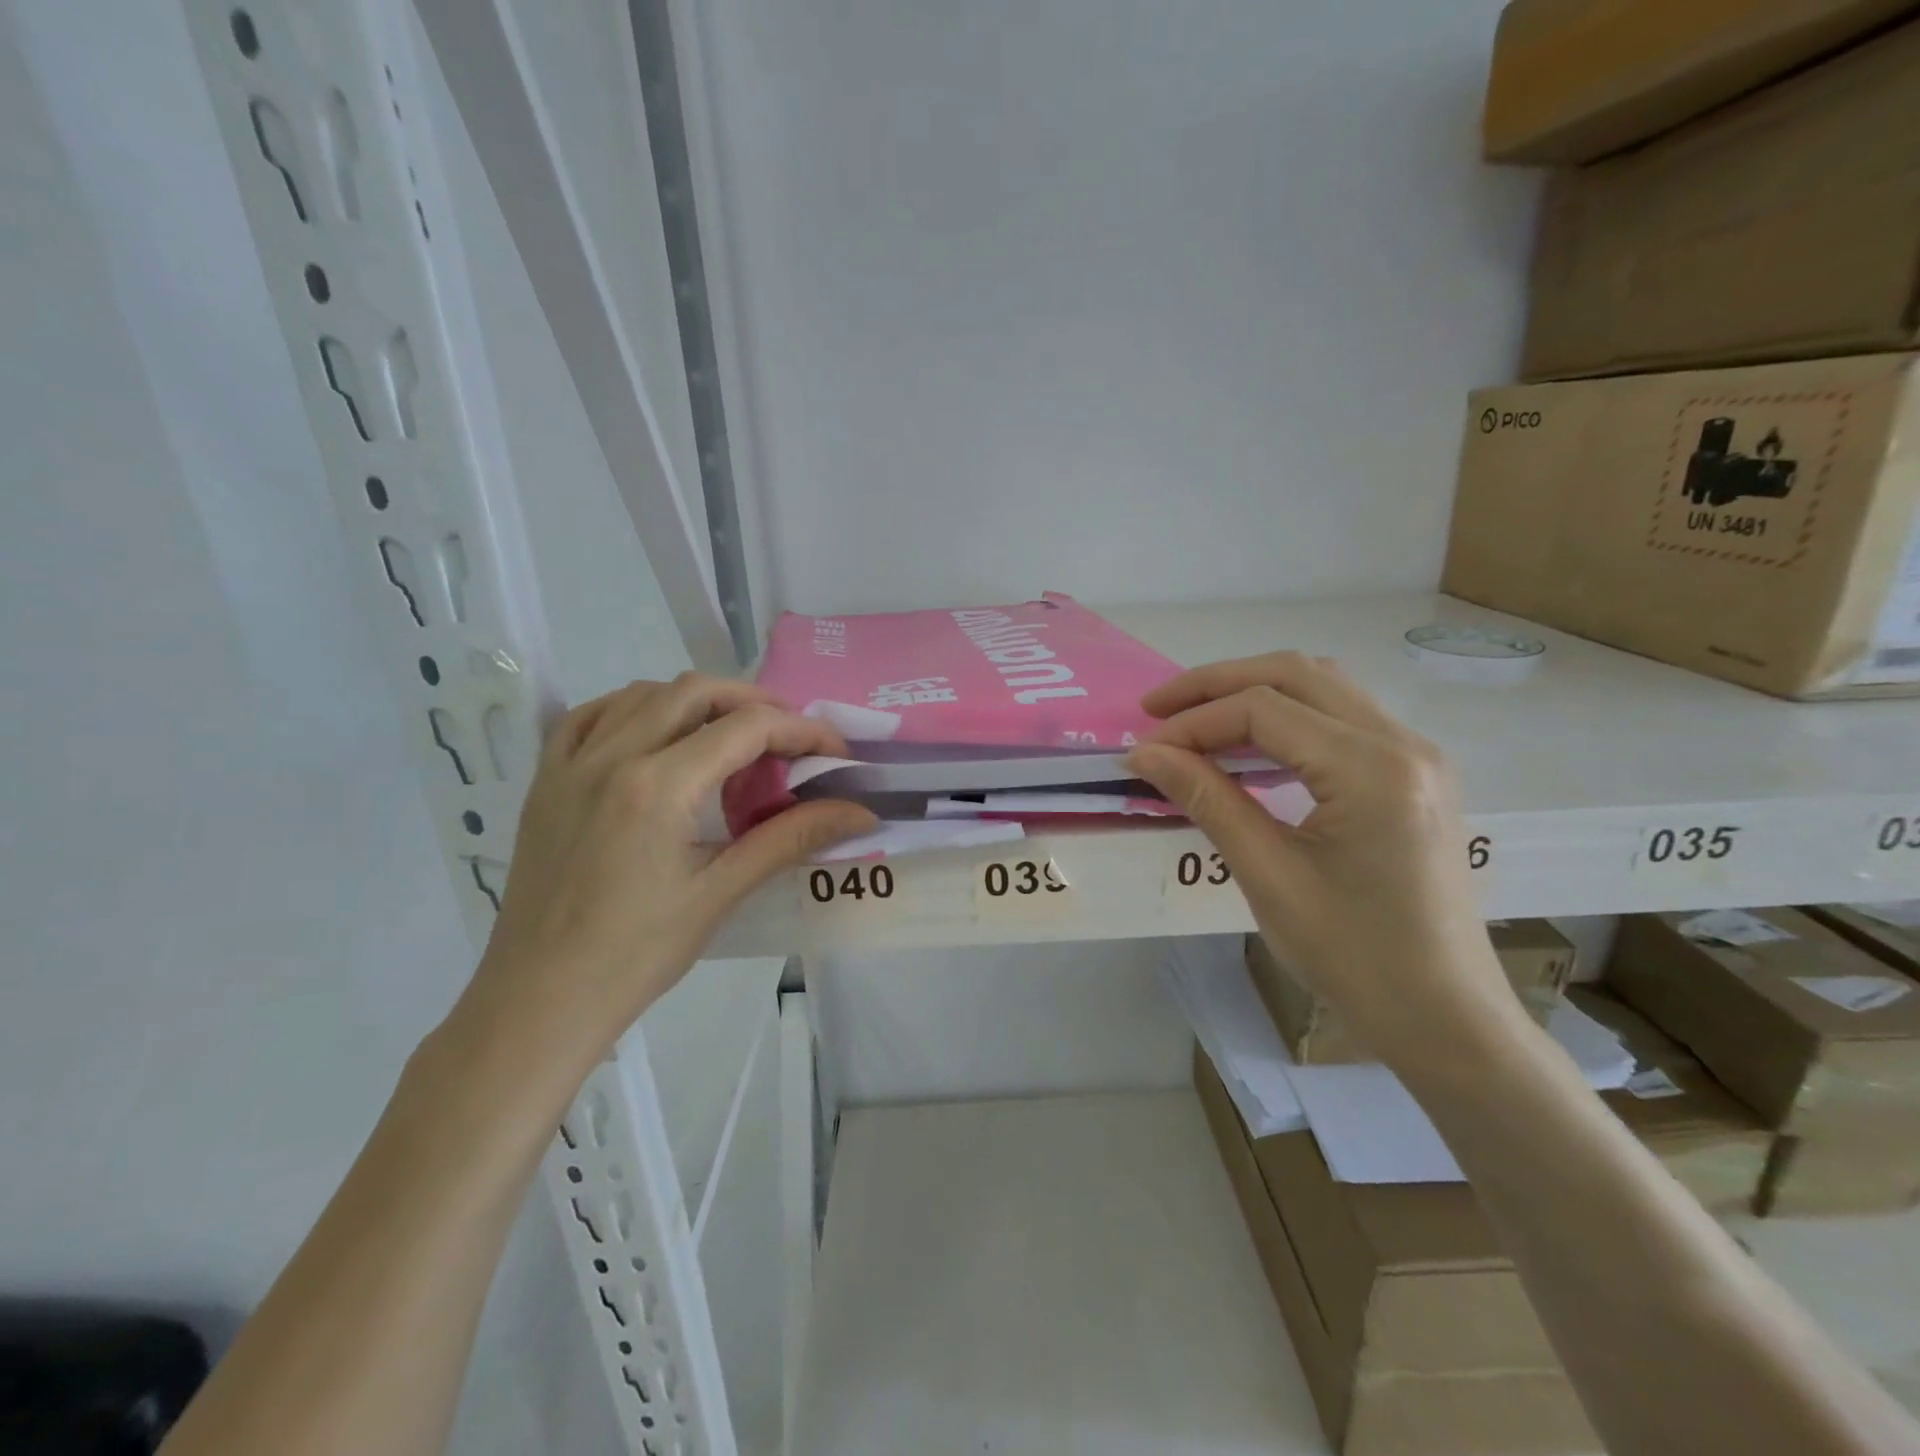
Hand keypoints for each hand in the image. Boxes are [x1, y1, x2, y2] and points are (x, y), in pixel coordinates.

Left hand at [455, 674, 876, 1078]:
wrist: (539, 1000)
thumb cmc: (637, 954)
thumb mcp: (722, 892)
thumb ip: (792, 838)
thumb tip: (860, 812)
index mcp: (658, 785)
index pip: (746, 728)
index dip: (802, 731)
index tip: (835, 752)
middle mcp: (612, 755)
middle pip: (697, 692)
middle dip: (755, 703)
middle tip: (790, 739)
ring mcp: (571, 762)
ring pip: (645, 693)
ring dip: (699, 702)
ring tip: (731, 737)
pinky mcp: (547, 778)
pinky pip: (593, 715)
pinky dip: (637, 709)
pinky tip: (658, 735)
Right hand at [1126, 652, 1518, 1060]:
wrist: (1443, 1016)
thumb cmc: (1354, 956)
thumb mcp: (1268, 876)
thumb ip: (1207, 799)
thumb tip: (1145, 754)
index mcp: (1373, 770)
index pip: (1263, 710)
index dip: (1193, 722)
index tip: (1142, 750)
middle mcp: (1403, 743)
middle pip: (1296, 674)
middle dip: (1217, 684)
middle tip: (1157, 710)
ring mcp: (1416, 755)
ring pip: (1321, 687)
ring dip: (1252, 693)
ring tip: (1194, 721)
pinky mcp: (1413, 774)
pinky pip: (1340, 719)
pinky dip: (1285, 719)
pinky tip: (1247, 749)